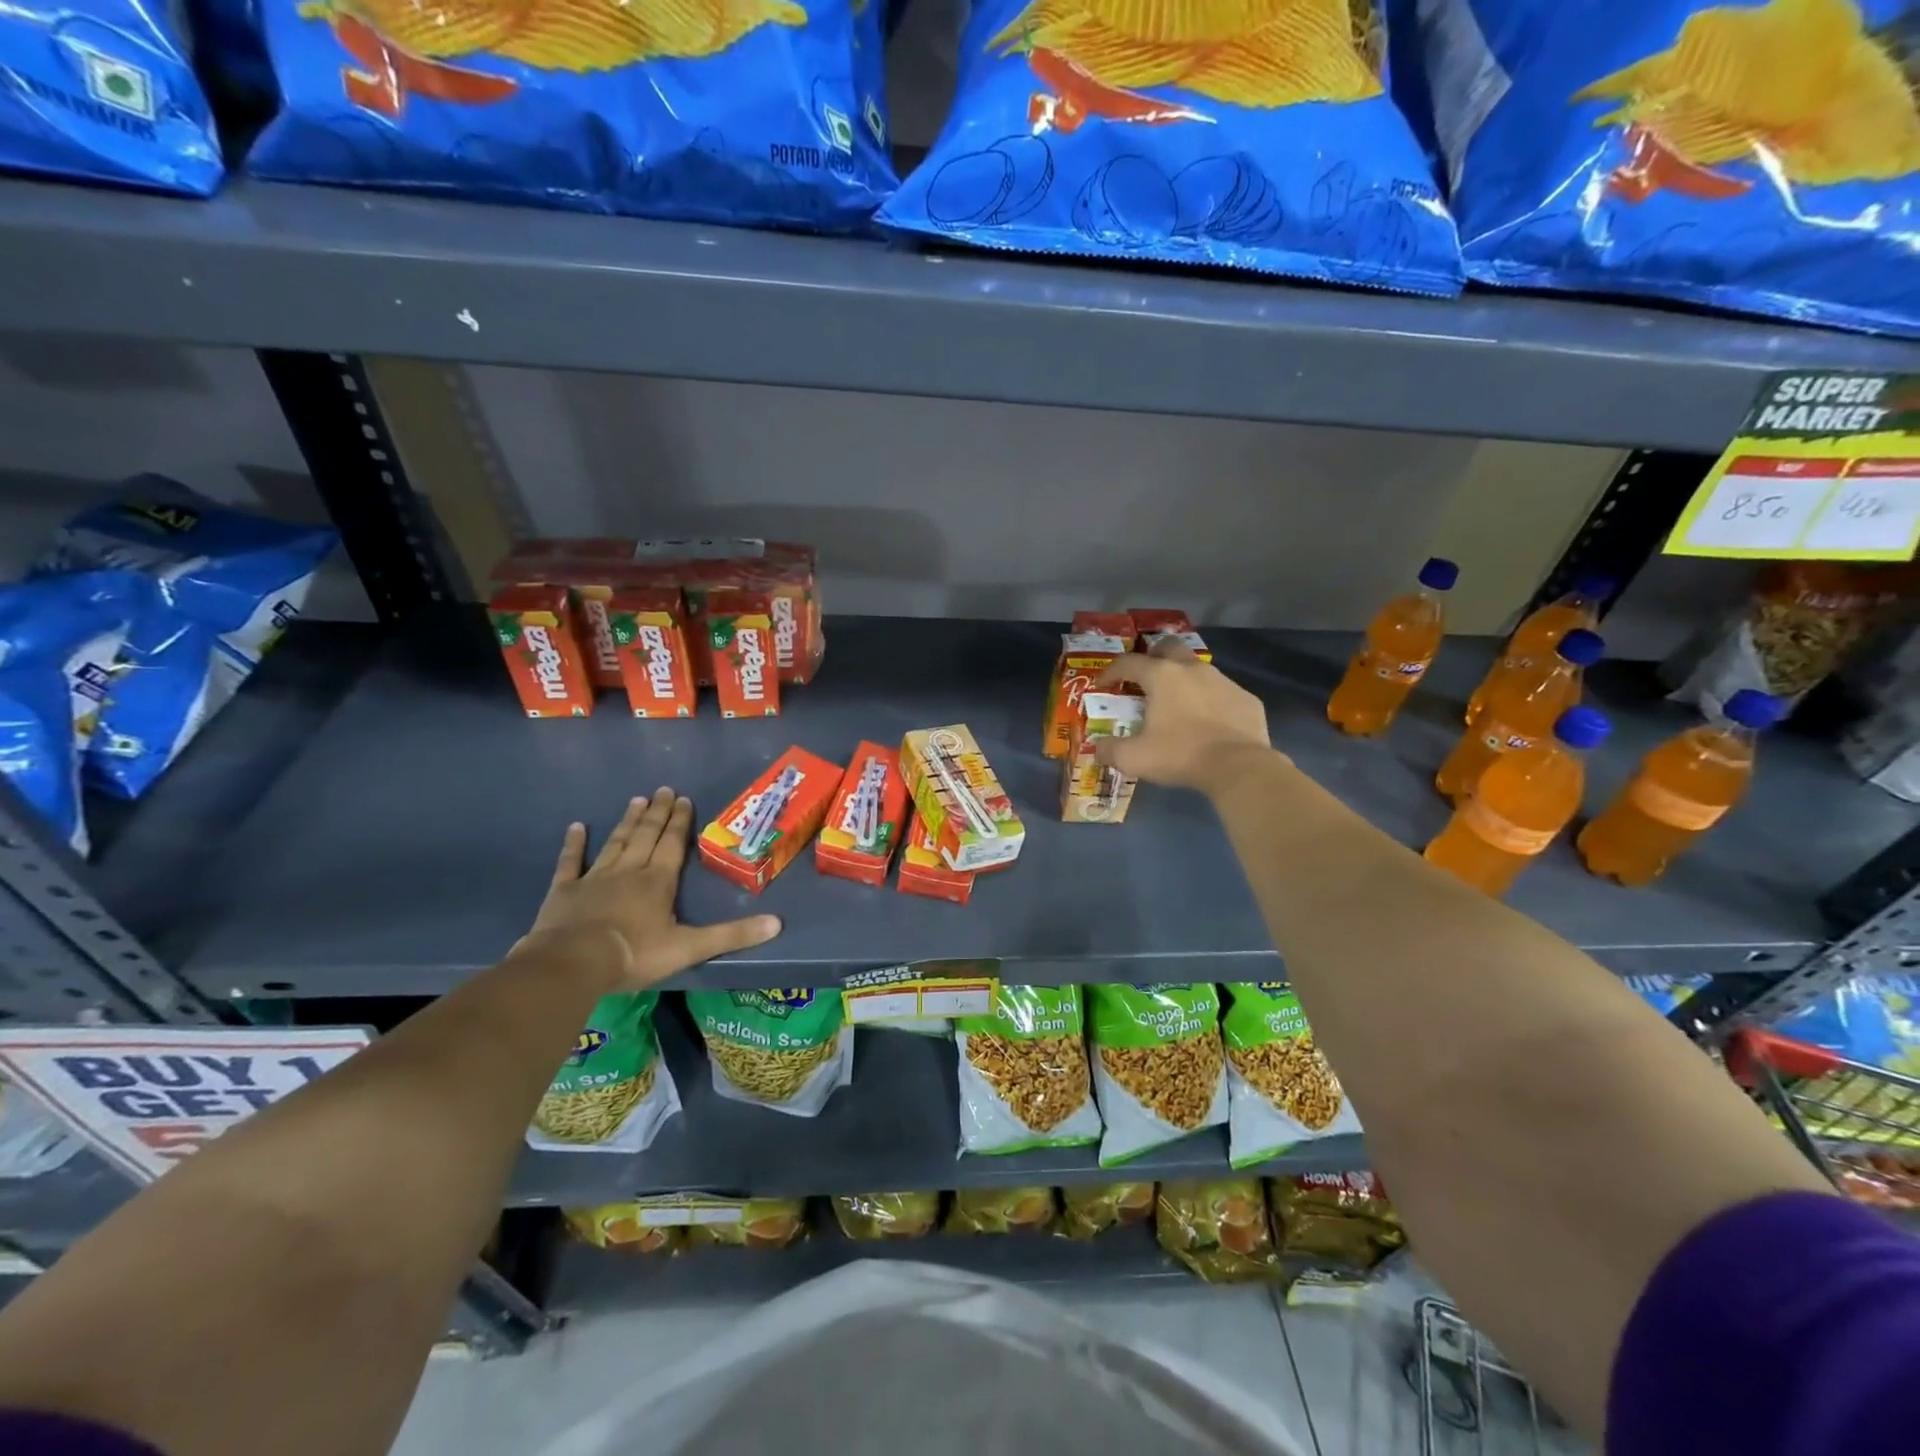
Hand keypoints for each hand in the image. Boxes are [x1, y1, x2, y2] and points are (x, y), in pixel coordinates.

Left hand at [522, 787, 780, 988]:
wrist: (572, 964)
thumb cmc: (635, 954)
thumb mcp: (690, 948)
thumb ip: (732, 935)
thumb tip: (777, 923)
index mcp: (658, 881)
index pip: (672, 844)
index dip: (680, 821)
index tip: (684, 798)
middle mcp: (628, 871)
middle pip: (646, 836)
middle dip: (657, 813)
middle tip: (663, 789)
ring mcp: (594, 878)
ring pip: (615, 843)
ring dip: (627, 822)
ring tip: (636, 800)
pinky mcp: (564, 891)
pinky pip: (570, 863)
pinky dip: (574, 845)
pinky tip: (576, 827)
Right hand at [1096, 638, 1273, 793]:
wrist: (1239, 766)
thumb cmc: (1180, 754)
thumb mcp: (1134, 758)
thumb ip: (1110, 750)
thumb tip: (1097, 749)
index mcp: (1162, 676)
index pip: (1128, 663)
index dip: (1110, 671)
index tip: (1102, 684)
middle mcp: (1193, 669)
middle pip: (1168, 648)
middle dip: (1153, 657)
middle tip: (1144, 678)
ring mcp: (1224, 681)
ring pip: (1198, 670)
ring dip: (1183, 680)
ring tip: (1177, 704)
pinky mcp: (1246, 698)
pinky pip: (1222, 693)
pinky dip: (1210, 702)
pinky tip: (1207, 723)